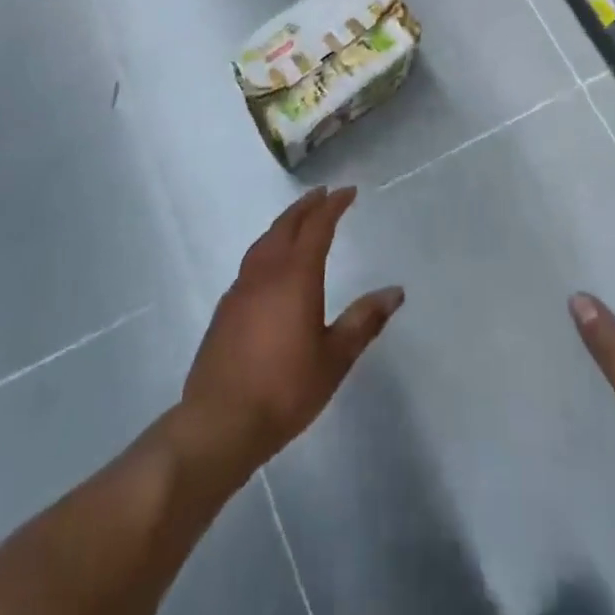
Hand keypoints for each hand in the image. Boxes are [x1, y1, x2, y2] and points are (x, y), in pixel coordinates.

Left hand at [172, 187, 403, 487]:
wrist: (220, 423)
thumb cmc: (285, 389)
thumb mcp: (335, 358)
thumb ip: (364, 321)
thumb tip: (395, 291)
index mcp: (296, 275)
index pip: (317, 226)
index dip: (334, 205)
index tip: (348, 191)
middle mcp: (266, 272)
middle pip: (287, 225)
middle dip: (306, 206)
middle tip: (323, 194)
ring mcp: (241, 288)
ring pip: (265, 241)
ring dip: (284, 223)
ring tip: (297, 220)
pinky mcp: (225, 309)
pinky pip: (251, 262)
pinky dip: (267, 248)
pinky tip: (270, 265)